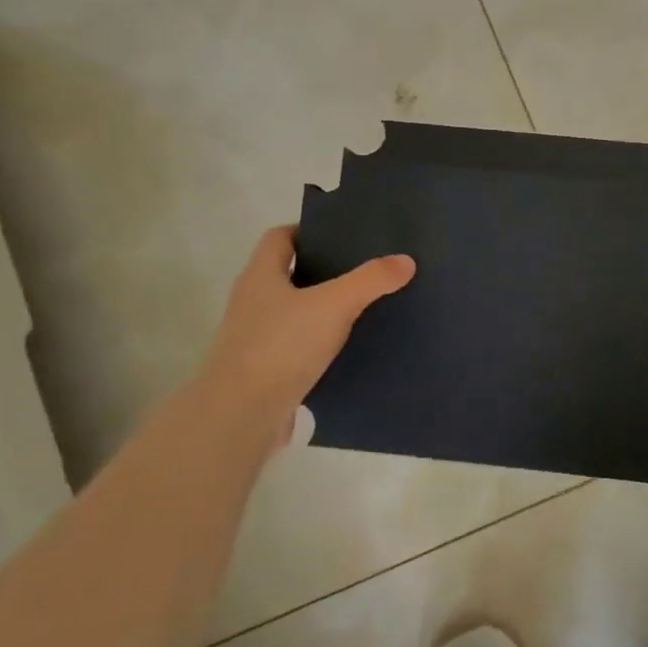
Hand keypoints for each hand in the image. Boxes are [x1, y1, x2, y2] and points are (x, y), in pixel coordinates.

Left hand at [183, 226, 414, 456]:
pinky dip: (319, 344)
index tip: (342, 235)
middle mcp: (252, 302)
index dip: (308, 231)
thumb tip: (406, 260)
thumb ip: (370, 280)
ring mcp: (254, 339)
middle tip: (363, 269)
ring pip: (293, 313)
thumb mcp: (335, 305)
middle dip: (322, 270)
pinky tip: (347, 350)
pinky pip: (296, 347)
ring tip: (363, 308)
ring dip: (322, 310)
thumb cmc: (281, 346)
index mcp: (261, 276)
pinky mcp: (264, 371)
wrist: (241, 415)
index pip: (280, 237)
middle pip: (287, 274)